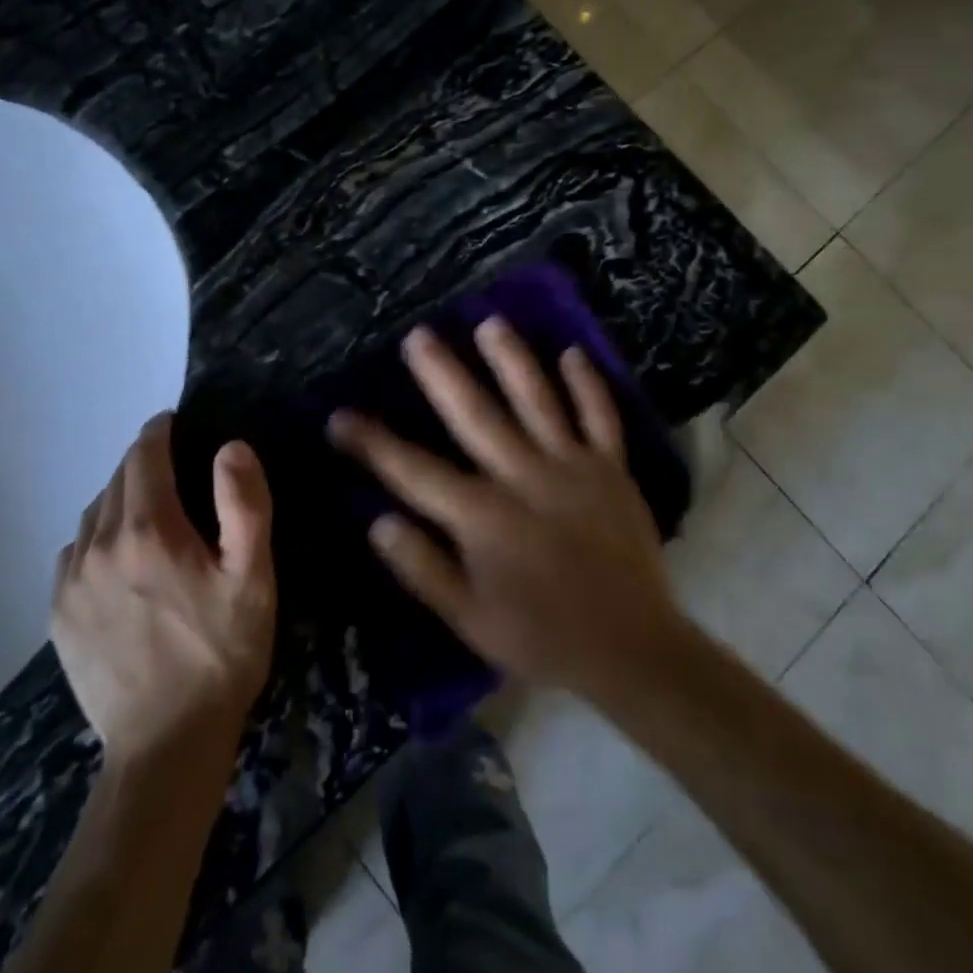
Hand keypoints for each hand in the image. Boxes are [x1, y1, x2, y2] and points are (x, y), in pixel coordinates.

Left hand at [51, 415, 275, 765]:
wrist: (167, 744)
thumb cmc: (221, 653)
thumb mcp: (252, 577)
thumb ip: (244, 504)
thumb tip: (230, 447)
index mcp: (149, 530)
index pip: (144, 455)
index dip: (159, 431)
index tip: (173, 421)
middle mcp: (99, 545)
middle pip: (117, 481)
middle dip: (143, 463)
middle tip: (172, 466)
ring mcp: (71, 582)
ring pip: (92, 514)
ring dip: (119, 498)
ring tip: (148, 509)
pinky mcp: (59, 615)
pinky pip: (74, 552)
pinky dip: (96, 537)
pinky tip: (116, 556)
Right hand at [328, 317, 682, 701]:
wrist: (632, 650)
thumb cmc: (541, 637)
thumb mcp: (470, 620)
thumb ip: (423, 569)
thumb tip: (378, 522)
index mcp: (483, 516)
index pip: (414, 471)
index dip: (372, 442)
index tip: (340, 417)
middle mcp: (524, 477)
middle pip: (474, 415)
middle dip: (442, 373)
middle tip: (418, 336)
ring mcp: (572, 466)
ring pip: (537, 400)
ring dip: (512, 359)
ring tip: (490, 323)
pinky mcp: (611, 469)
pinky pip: (600, 416)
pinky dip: (588, 384)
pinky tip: (573, 352)